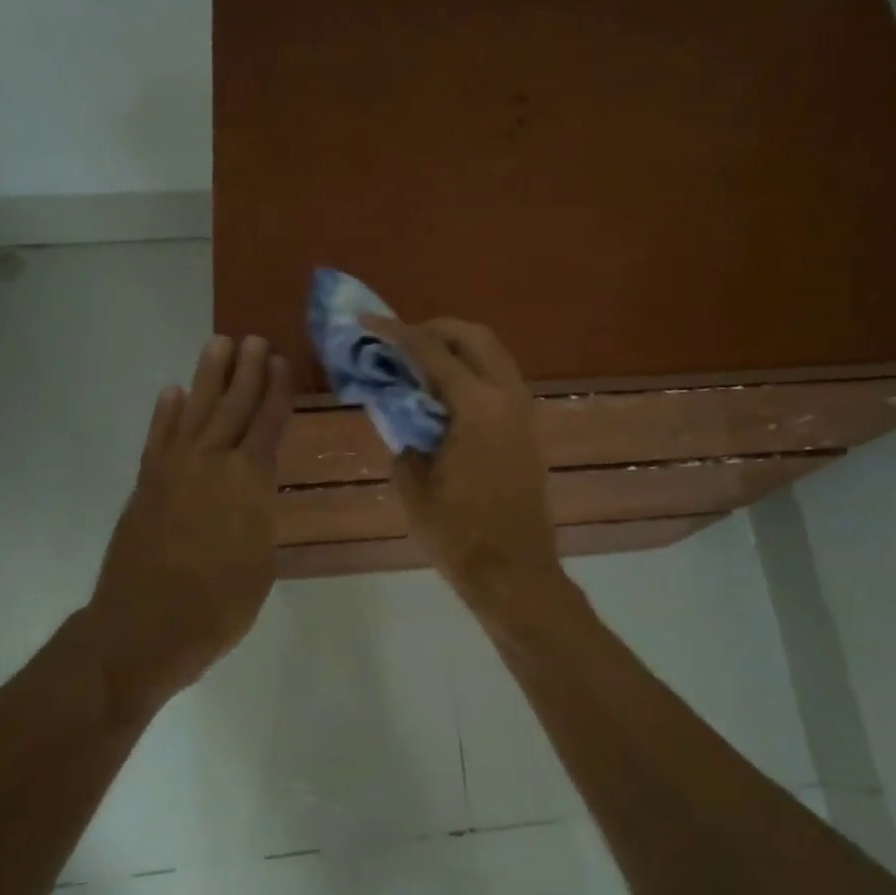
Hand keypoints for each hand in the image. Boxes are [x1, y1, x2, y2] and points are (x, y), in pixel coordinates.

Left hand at [80, 334, 291, 703]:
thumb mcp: (261, 561)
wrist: (144, 627)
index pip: (268, 423)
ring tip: (218, 344)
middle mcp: (213, 462)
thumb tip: (253, 493)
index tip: (281, 361)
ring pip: (195, 409)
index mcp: (249, 480)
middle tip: (254, 339)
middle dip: (246, 370)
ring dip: (208, 376)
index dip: (277, 391)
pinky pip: (159, 436)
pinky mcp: (146, 483)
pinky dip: (166, 412)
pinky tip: (173, 393)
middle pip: (233, 405)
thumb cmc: (219, 604)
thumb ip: (259, 515)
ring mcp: (174, 469)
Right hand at [366, 316, 562, 611]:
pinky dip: (472, 369)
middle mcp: (507, 395)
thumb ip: (403, 434)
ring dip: (457, 347)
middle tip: (399, 341)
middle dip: (434, 329)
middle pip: (473, 336)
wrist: (514, 572)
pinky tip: (445, 392)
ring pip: (493, 354)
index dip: (395, 333)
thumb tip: (401, 410)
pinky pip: (500, 378)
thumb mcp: (412, 483)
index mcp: (476, 406)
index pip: (431, 351)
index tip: (367, 322)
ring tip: (419, 363)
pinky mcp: (528, 427)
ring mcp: (524, 409)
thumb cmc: (458, 534)